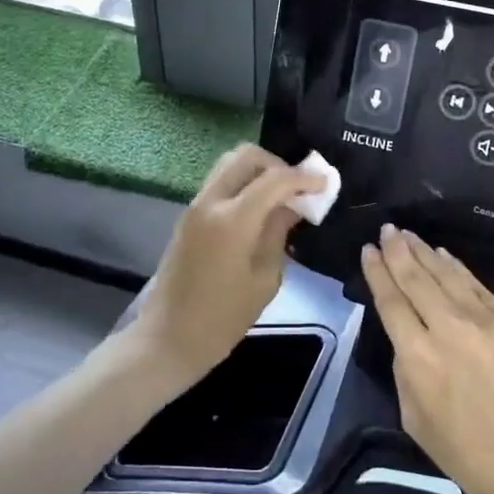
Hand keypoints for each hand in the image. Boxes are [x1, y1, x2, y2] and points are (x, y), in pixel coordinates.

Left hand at [123, 145, 325, 399]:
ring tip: (282, 197)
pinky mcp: (189, 216)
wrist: (168, 338)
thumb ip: (279, 233)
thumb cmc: (222, 319)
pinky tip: (261, 208)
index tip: (325, 184)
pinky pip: (221, 182)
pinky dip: (244, 183)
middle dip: (278, 165)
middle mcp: (211, 202)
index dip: (304, 177)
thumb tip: (293, 207)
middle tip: (299, 188)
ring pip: (230, 164)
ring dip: (259, 171)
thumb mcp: (265, 279)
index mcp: (232, 219)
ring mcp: (195, 206)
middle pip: (246, 156)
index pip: (275, 179)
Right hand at [361, 226, 493, 493]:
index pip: (391, 302)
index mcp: (417, 357)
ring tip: (408, 234)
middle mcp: (447, 328)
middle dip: (398, 251)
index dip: (377, 273)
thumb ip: (406, 374)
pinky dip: (457, 268)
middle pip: (416, 279)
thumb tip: (408, 343)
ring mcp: (483, 321)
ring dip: (424, 252)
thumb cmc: (472, 457)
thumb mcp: (417, 422)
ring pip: (446, 275)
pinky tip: (445, 256)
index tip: (368, 251)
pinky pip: (476, 285)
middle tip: (387, 230)